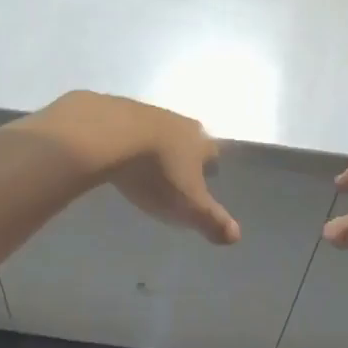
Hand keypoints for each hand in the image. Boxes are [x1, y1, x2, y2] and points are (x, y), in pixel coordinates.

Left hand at [29, 92, 238, 244]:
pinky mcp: (120, 111)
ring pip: (161, 131)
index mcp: (200, 142)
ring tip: (149, 165)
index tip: (205, 180)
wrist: (111, 134)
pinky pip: (132, 128)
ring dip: (158, 146)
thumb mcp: (187, 205)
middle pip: (189, 138)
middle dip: (186, 154)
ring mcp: (149, 113)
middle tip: (178, 172)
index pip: (213, 154)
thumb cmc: (157, 172)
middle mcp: (180, 122)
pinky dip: (131, 140)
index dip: (210, 167)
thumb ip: (212, 220)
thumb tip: (237, 236)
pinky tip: (122, 152)